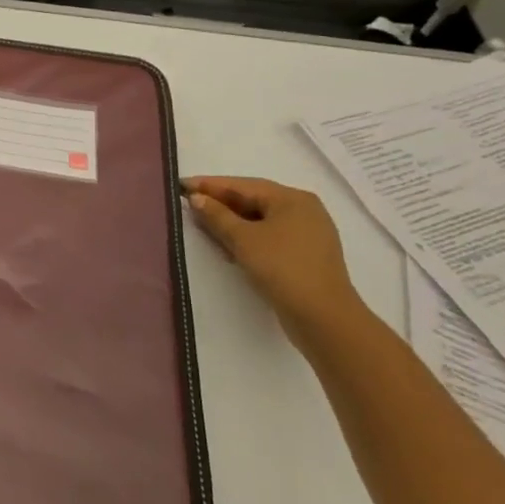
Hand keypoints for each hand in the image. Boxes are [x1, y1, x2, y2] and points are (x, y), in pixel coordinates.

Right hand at [182, 176, 368, 346]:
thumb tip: (197, 198)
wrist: (323, 317)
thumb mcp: (243, 239)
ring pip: (261, 220)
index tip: (181, 185)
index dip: (210, 185)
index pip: (243, 185)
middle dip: (221, 204)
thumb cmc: (282, 268)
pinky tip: (229, 247)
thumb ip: (217, 215)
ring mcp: (307, 234)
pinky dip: (248, 238)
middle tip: (189, 205)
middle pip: (254, 201)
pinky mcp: (305, 256)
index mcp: (292, 199)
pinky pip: (270, 237)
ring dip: (232, 223)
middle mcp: (304, 210)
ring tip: (203, 226)